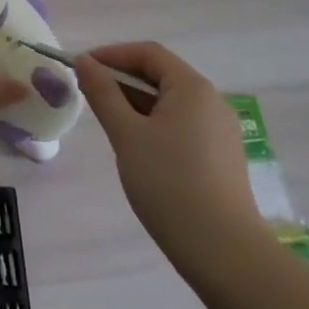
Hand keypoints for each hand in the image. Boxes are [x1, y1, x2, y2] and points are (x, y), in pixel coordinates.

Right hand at [74, 42, 262, 255]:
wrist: (225, 254)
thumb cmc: (169, 184)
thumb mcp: (127, 135)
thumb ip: (103, 93)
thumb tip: (85, 62)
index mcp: (192, 87)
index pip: (148, 53)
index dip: (112, 55)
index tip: (82, 69)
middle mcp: (212, 101)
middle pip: (161, 76)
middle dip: (123, 81)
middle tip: (91, 98)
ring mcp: (220, 131)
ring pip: (171, 104)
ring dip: (137, 105)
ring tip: (110, 126)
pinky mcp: (222, 158)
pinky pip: (183, 126)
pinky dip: (156, 126)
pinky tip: (139, 151)